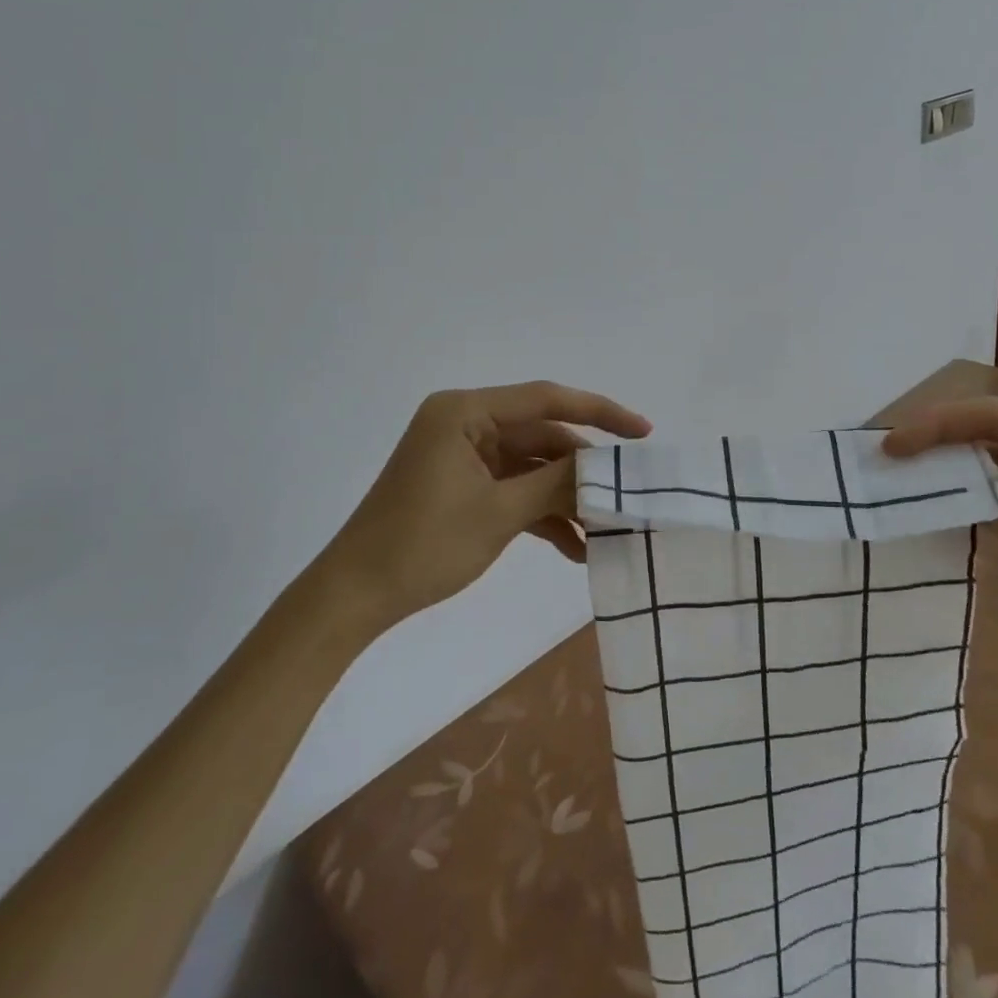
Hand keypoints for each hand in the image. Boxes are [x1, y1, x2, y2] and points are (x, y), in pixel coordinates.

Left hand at [333, 382, 650, 622]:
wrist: (354, 597)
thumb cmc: (423, 545)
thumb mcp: (499, 513)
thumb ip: (557, 484)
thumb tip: (609, 471)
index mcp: (464, 411)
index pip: (545, 399)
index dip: (600, 412)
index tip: (643, 432)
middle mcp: (465, 423)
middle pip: (541, 436)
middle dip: (583, 470)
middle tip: (628, 495)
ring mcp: (463, 456)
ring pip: (532, 467)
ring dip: (565, 499)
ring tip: (605, 532)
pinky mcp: (463, 486)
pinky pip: (513, 489)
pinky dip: (541, 514)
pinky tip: (574, 550)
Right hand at [883, 398, 997, 690]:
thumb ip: (987, 484)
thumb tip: (937, 464)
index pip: (995, 417)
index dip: (938, 425)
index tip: (892, 446)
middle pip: (992, 434)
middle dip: (940, 442)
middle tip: (891, 457)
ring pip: (994, 463)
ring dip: (951, 468)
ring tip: (905, 476)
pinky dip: (969, 495)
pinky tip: (939, 504)